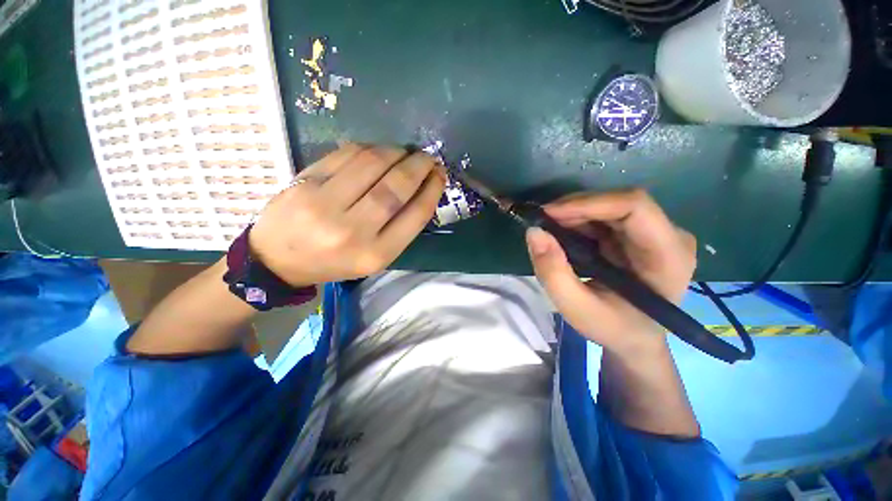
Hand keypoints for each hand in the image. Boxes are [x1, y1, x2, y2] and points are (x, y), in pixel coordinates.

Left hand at [250, 144, 446, 285]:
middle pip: (396, 187)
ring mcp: (324, 204)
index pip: (415, 215)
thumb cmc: (335, 262)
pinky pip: (346, 154)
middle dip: (419, 166)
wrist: (278, 260)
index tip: (440, 175)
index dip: (432, 190)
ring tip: (405, 152)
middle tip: (428, 158)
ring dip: (396, 152)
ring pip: (372, 164)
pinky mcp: (305, 182)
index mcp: (375, 254)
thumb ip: (400, 228)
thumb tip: (422, 188)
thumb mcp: (375, 257)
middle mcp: (352, 231)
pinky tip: (378, 151)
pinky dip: (370, 148)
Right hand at [526, 189, 696, 353]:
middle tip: (542, 223)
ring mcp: (656, 232)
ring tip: (549, 231)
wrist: (635, 337)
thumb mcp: (577, 309)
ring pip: (609, 206)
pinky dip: (578, 221)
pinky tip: (563, 235)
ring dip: (573, 214)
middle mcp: (670, 236)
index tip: (548, 213)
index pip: (635, 207)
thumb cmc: (613, 328)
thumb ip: (553, 273)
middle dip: (575, 209)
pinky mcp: (639, 234)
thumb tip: (534, 232)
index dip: (588, 203)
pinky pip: (605, 216)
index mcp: (668, 257)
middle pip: (619, 203)